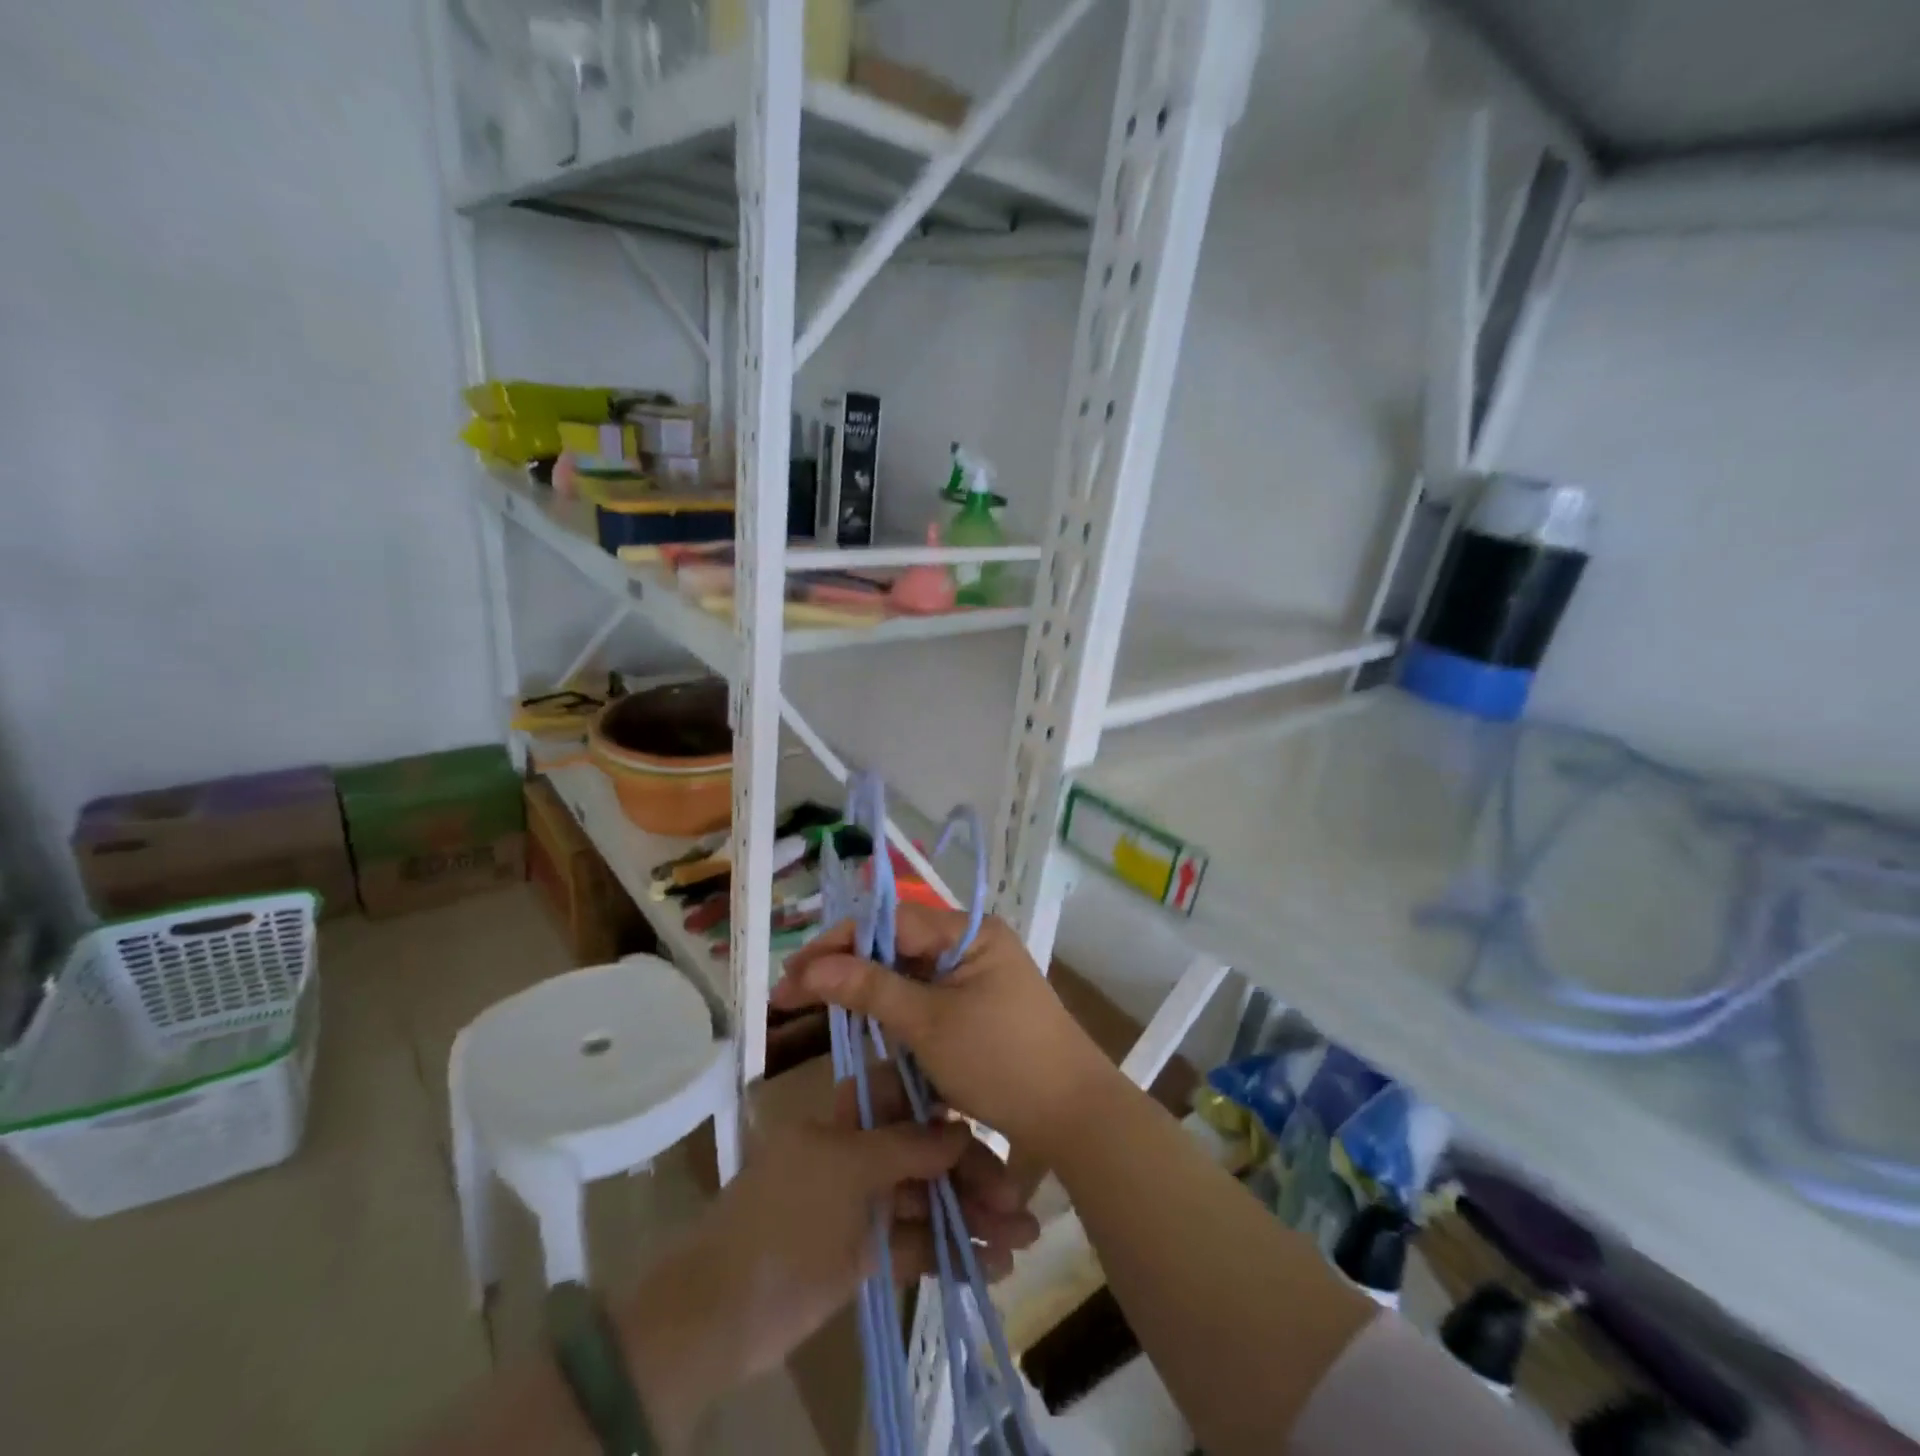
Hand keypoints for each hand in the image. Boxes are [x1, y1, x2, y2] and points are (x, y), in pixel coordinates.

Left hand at [616, 1064, 1038, 1447]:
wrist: (717, 1314)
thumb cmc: (782, 1220)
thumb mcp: (844, 1171)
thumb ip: (905, 1147)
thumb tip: (960, 1127)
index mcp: (845, 1120)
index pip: (905, 1097)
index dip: (948, 1107)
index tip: (992, 1119)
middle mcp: (858, 1154)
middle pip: (925, 1152)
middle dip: (972, 1173)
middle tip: (1019, 1202)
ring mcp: (863, 1205)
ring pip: (927, 1200)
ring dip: (972, 1216)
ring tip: (1022, 1238)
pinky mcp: (867, 1252)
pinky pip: (916, 1244)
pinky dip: (950, 1252)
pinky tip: (992, 1266)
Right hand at [772, 905, 1120, 1158]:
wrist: (1072, 1116)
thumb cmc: (1002, 1061)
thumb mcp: (929, 1023)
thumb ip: (870, 989)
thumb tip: (811, 967)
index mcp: (969, 933)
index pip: (891, 921)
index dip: (839, 941)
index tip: (795, 971)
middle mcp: (971, 945)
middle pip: (895, 945)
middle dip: (845, 967)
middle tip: (792, 992)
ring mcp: (973, 978)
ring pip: (905, 975)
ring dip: (864, 992)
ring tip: (815, 1005)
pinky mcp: (973, 1009)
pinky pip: (923, 1000)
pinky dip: (891, 1013)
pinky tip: (858, 1024)